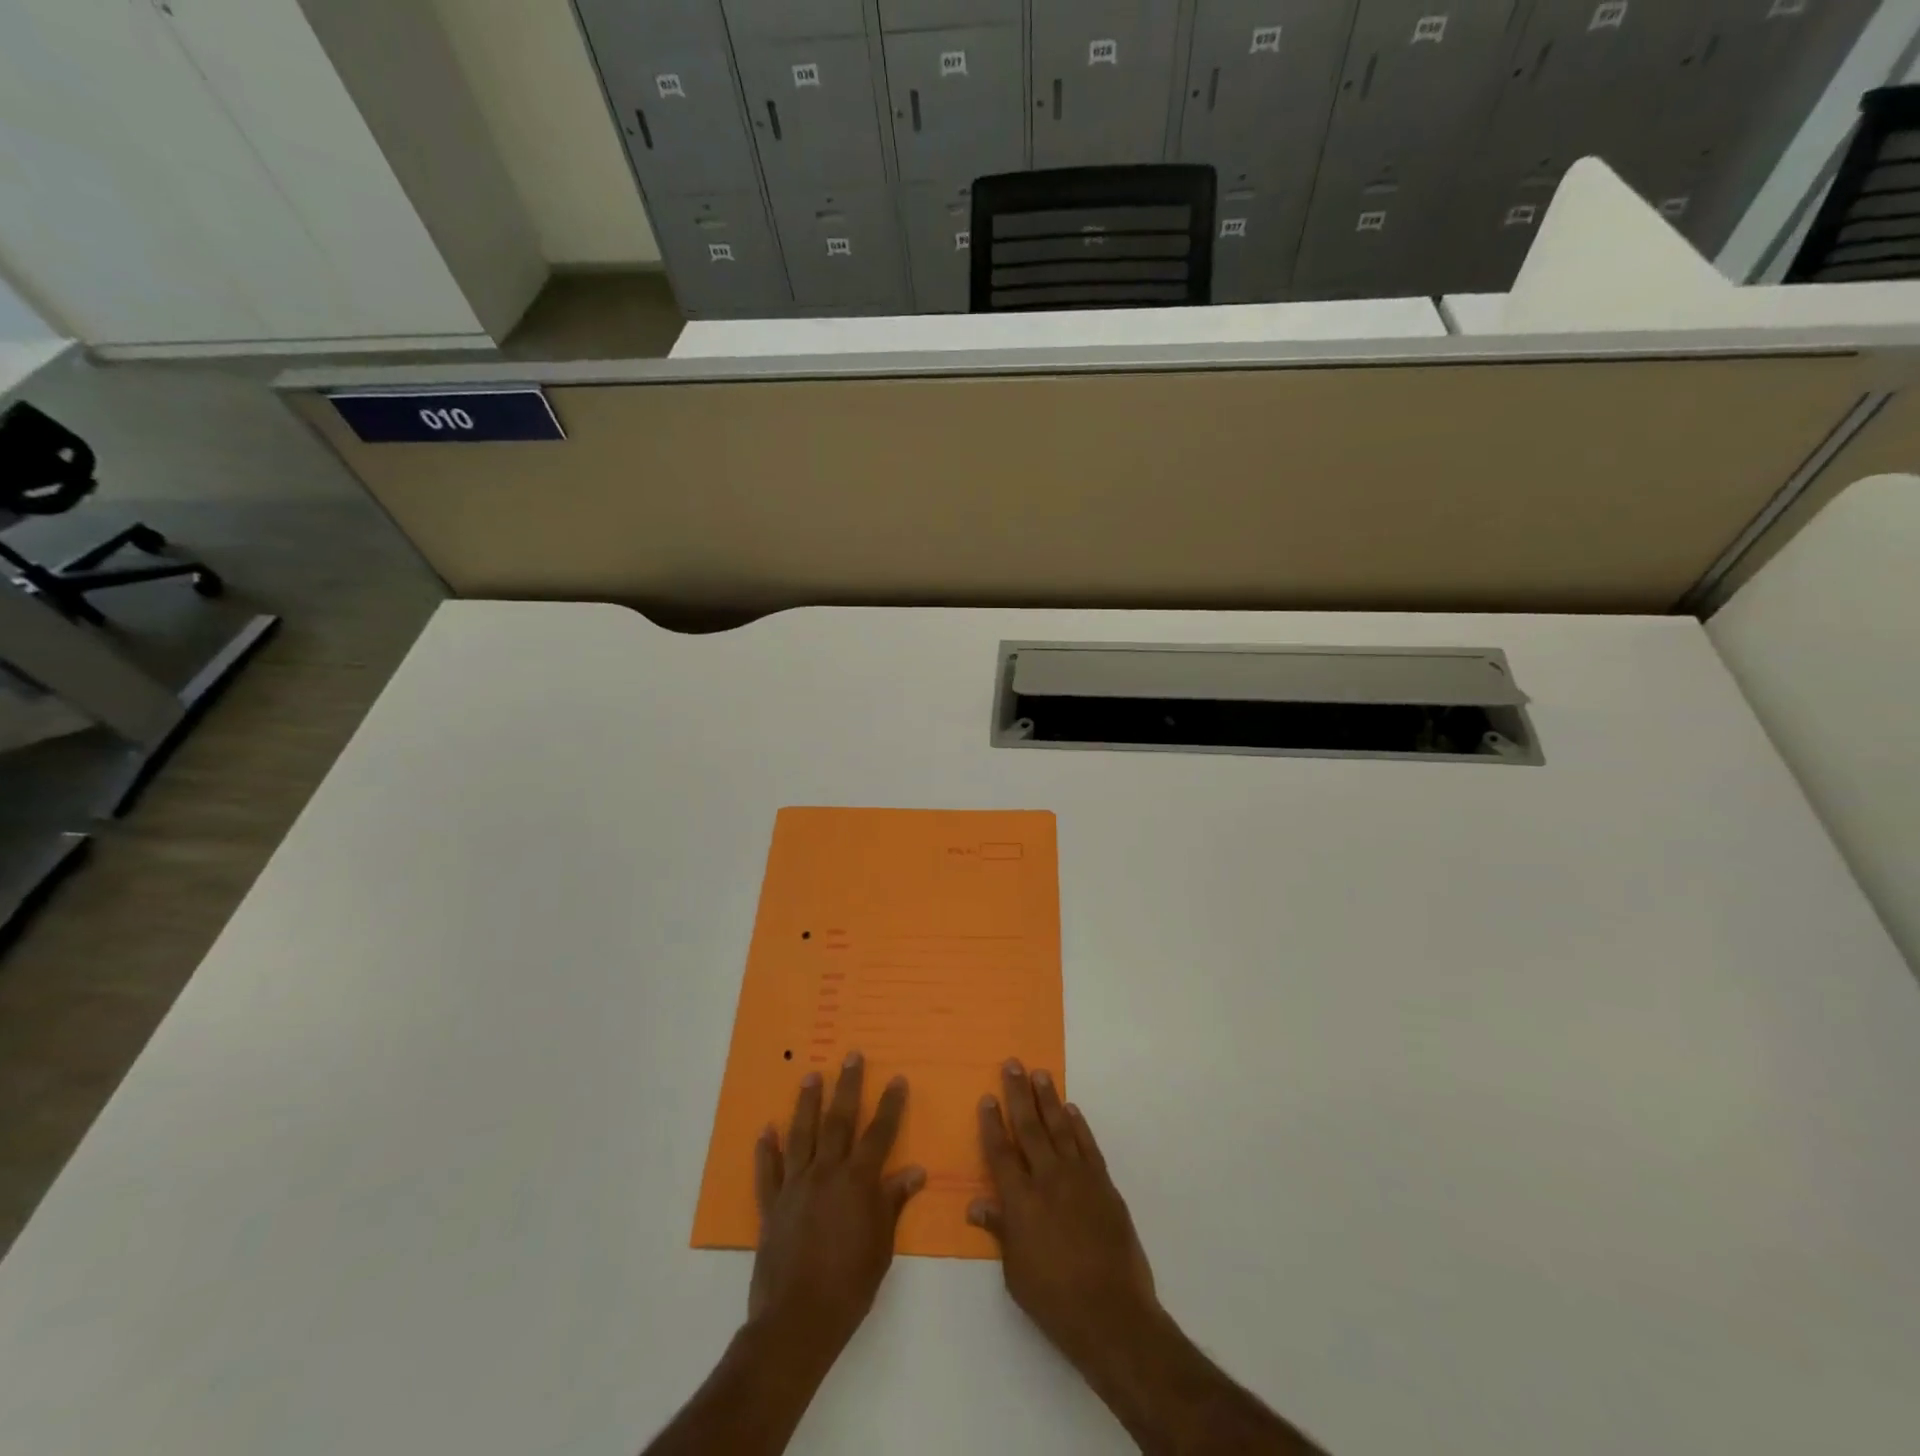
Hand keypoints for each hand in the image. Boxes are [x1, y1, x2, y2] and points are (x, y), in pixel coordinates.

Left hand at [749, 1051, 925, 1355]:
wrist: (797, 1320)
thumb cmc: (849, 1285)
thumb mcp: (882, 1246)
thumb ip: (893, 1203)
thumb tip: (914, 1172)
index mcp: (858, 1181)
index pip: (879, 1133)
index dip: (890, 1105)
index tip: (898, 1079)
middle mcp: (826, 1172)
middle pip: (839, 1120)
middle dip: (848, 1086)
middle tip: (851, 1056)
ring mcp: (796, 1186)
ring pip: (802, 1134)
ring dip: (807, 1103)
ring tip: (811, 1075)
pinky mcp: (772, 1205)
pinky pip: (768, 1171)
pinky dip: (766, 1150)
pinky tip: (765, 1130)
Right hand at [968, 1060, 1159, 1373]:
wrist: (1111, 1312)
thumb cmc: (1054, 1299)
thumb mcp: (1015, 1271)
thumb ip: (999, 1231)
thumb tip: (976, 1205)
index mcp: (1020, 1201)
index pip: (1000, 1152)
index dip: (992, 1123)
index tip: (987, 1098)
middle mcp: (1047, 1179)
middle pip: (1029, 1127)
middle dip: (1018, 1094)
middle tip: (1013, 1064)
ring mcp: (1078, 1178)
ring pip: (1060, 1127)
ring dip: (1049, 1099)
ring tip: (1040, 1074)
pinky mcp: (1103, 1184)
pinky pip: (1087, 1145)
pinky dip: (1078, 1125)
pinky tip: (1071, 1110)